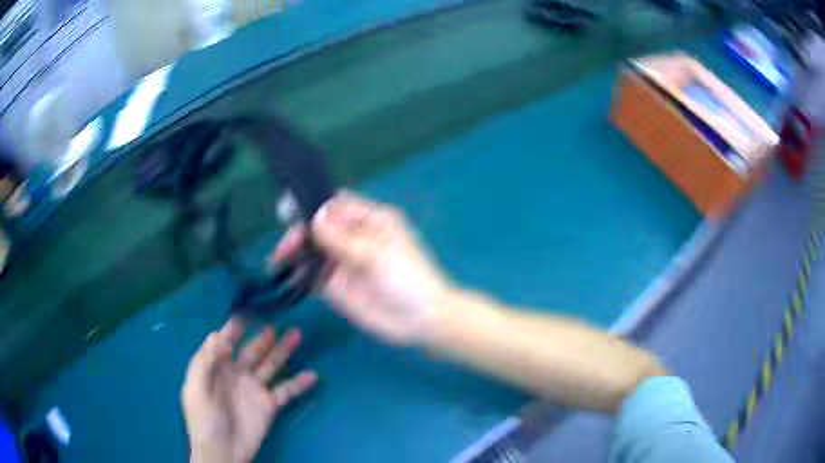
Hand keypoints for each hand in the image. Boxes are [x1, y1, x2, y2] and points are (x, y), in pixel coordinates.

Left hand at [182, 319, 316, 462]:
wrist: (222, 451)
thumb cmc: (203, 419)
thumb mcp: (196, 389)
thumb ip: (204, 362)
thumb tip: (217, 336)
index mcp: (216, 368)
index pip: (225, 342)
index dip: (233, 328)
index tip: (246, 313)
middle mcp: (236, 374)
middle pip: (252, 350)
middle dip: (263, 336)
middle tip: (276, 322)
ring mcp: (254, 389)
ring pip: (271, 365)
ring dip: (283, 350)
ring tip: (296, 334)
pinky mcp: (269, 405)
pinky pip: (286, 391)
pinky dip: (299, 383)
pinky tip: (313, 374)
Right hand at [270, 191, 453, 345]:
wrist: (419, 320)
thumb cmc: (406, 278)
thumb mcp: (376, 253)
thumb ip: (342, 238)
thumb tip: (315, 217)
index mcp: (370, 219)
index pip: (336, 204)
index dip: (313, 204)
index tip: (290, 209)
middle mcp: (353, 237)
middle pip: (319, 226)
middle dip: (300, 231)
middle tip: (287, 245)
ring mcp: (342, 262)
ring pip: (311, 250)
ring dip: (294, 252)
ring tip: (278, 260)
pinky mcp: (335, 286)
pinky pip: (311, 275)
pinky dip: (297, 274)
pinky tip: (284, 275)